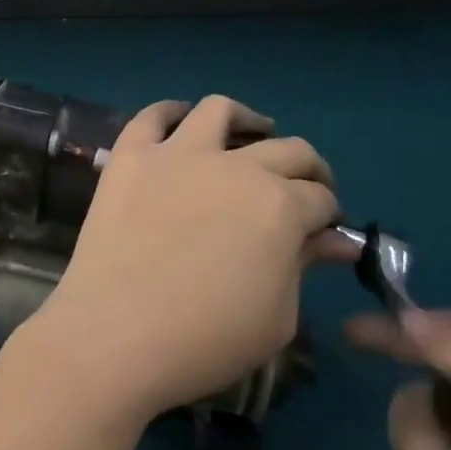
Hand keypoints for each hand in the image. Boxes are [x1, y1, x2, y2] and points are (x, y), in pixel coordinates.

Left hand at [20, 95, 353, 427]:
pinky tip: (181, 121)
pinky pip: (153, 116)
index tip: (323, 228)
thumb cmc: (206, 339)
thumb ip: (304, 265)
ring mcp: (178, 152)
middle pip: (286, 148)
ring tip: (251, 133)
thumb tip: (333, 240)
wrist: (117, 333)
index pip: (319, 197)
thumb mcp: (277, 317)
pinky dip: (170, 112)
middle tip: (303, 186)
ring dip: (245, 120)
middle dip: (307, 168)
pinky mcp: (132, 153)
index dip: (328, 213)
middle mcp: (234, 165)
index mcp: (279, 206)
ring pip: (219, 110)